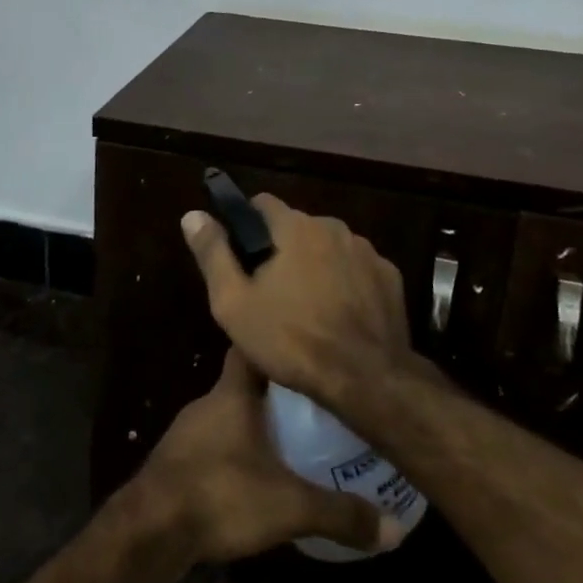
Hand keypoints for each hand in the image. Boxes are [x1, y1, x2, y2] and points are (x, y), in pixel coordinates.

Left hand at [126, 348, 404, 566]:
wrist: (148, 532)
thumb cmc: (220, 495)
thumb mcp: (289, 507)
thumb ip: (340, 514)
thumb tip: (395, 528)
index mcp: (231, 394)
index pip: (250, 348)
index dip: (275, 345)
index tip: (304, 350)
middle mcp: (207, 403)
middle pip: (244, 384)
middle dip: (276, 392)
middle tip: (313, 404)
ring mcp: (187, 432)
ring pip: (228, 415)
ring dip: (254, 424)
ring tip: (291, 440)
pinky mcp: (176, 462)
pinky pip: (213, 444)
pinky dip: (234, 451)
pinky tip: (253, 476)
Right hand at [180, 195, 412, 412]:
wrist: (366, 379)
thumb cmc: (291, 340)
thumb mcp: (234, 303)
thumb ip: (213, 253)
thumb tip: (192, 214)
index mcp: (294, 227)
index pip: (262, 203)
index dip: (247, 225)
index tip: (241, 256)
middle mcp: (333, 227)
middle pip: (297, 227)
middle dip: (282, 250)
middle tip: (271, 292)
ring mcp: (366, 251)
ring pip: (329, 248)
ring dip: (316, 265)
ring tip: (307, 308)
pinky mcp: (390, 277)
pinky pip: (357, 270)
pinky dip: (347, 283)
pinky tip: (340, 316)